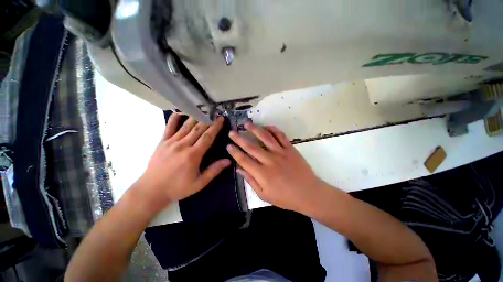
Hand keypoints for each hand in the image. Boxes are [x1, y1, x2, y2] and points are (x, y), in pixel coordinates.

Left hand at [134, 114, 229, 210]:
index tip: (221, 119)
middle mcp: (183, 145)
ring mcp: (171, 142)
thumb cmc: (177, 187)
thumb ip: (214, 170)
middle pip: (198, 129)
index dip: (215, 127)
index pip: (207, 137)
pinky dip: (175, 118)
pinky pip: (169, 127)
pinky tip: (181, 113)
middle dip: (208, 120)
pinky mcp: (162, 142)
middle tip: (215, 113)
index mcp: (193, 155)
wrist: (151, 190)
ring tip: (203, 111)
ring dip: (196, 117)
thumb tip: (228, 161)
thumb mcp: (199, 183)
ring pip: (186, 126)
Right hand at [227, 121, 322, 211]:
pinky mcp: (290, 149)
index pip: (244, 160)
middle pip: (251, 147)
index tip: (228, 145)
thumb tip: (239, 169)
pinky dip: (273, 129)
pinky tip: (266, 126)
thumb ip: (251, 181)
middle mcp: (270, 161)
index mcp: (262, 174)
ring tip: (247, 123)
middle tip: (232, 132)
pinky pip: (281, 136)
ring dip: (255, 129)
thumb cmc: (285, 197)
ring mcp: (281, 153)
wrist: (308, 193)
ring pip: (265, 137)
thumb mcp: (264, 195)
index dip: (235, 152)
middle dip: (239, 138)